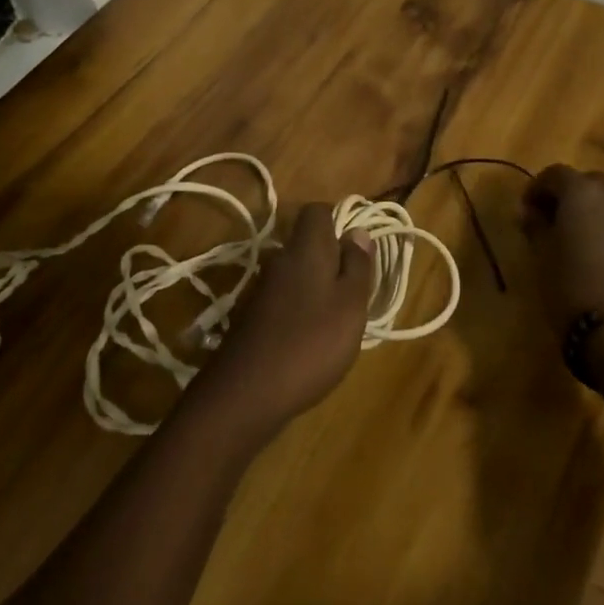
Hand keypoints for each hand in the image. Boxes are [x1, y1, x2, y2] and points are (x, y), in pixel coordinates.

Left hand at [189, 203, 374, 438]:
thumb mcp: (351, 304)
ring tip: (337, 320)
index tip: (358, 249)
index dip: (339, 221)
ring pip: (296, 273)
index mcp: (305, 248)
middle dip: (332, 259)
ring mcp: (261, 289)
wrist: (245, 394)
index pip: (317, 210)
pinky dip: (300, 310)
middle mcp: (279, 260)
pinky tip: (310, 340)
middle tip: (355, 290)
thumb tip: (358, 231)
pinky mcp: (251, 317)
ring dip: (317, 287)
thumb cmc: (311, 342)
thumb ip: (358, 265)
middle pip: (307, 243)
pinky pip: (284, 299)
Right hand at [519, 165, 603, 340]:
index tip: (526, 210)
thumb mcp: (540, 255)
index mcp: (581, 192)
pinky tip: (598, 254)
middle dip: (568, 194)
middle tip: (551, 219)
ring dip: (591, 210)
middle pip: (587, 181)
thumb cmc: (569, 285)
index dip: (537, 187)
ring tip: (575, 237)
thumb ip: (535, 226)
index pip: (555, 174)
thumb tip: (530, 213)